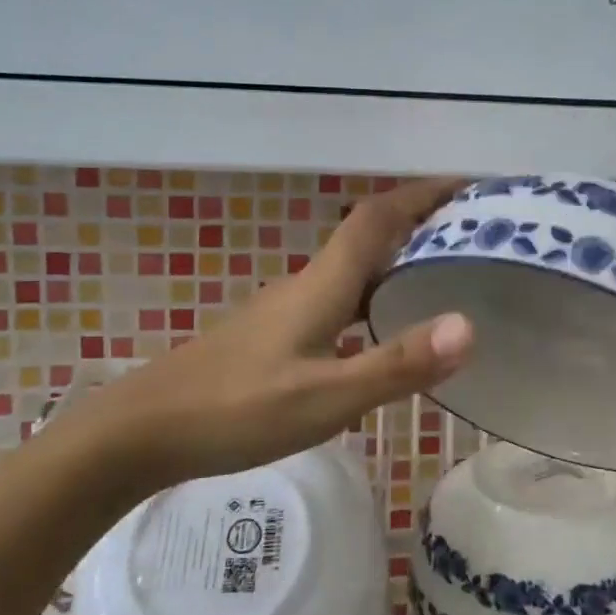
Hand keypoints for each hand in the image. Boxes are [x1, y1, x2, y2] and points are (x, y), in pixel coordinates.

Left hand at [42, 179, 472, 490]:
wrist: (143, 430)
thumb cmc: (237, 410)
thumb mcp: (326, 397)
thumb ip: (396, 363)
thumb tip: (468, 325)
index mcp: (322, 284)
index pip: (378, 218)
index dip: (421, 194)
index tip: (466, 184)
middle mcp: (307, 284)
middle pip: (368, 235)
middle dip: (419, 222)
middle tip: (472, 231)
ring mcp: (286, 308)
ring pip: (353, 268)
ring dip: (397, 257)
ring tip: (443, 273)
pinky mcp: (274, 333)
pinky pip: (338, 297)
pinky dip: (373, 294)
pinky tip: (383, 327)